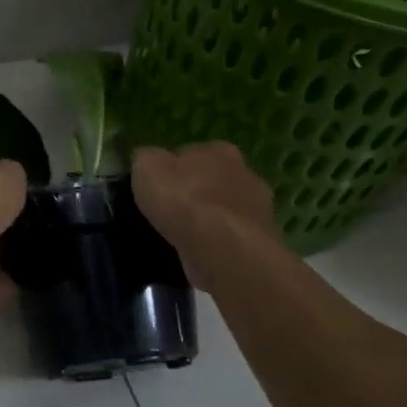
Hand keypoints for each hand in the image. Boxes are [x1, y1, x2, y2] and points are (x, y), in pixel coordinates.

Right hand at [131, 143, 282, 285]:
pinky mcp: (260, 245)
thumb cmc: (183, 200)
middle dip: (195, 194)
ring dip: (208, 222)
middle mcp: (246, 175)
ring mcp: (259, 212)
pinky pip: (230, 240)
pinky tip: (198, 255)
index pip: (193, 153)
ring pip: (224, 213)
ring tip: (182, 238)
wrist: (222, 249)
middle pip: (213, 182)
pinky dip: (216, 246)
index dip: (173, 169)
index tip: (158, 186)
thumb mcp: (146, 166)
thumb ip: (146, 159)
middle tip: (169, 212)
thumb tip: (147, 161)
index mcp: (219, 150)